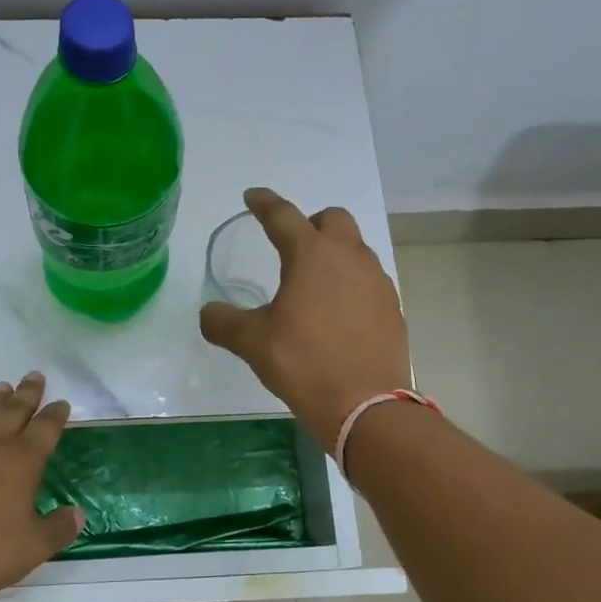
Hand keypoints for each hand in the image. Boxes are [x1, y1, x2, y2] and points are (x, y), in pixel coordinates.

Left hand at [0, 373, 84, 601]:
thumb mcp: (33, 547)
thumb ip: (58, 529)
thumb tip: (77, 514)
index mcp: (21, 461)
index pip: (45, 429)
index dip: (55, 415)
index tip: (62, 402)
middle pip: (12, 412)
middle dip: (26, 394)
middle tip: (34, 376)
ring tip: (1, 387)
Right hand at [200, 188, 411, 448]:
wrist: (366, 405)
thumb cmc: (304, 363)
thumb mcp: (253, 343)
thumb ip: (224, 322)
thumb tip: (208, 314)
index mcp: (311, 255)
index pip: (283, 216)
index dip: (264, 203)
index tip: (252, 196)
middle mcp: (349, 258)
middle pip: (333, 219)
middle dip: (310, 223)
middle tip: (291, 246)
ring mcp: (377, 282)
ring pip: (355, 249)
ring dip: (334, 254)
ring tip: (313, 285)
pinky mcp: (392, 308)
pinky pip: (369, 280)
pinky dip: (350, 284)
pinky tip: (337, 313)